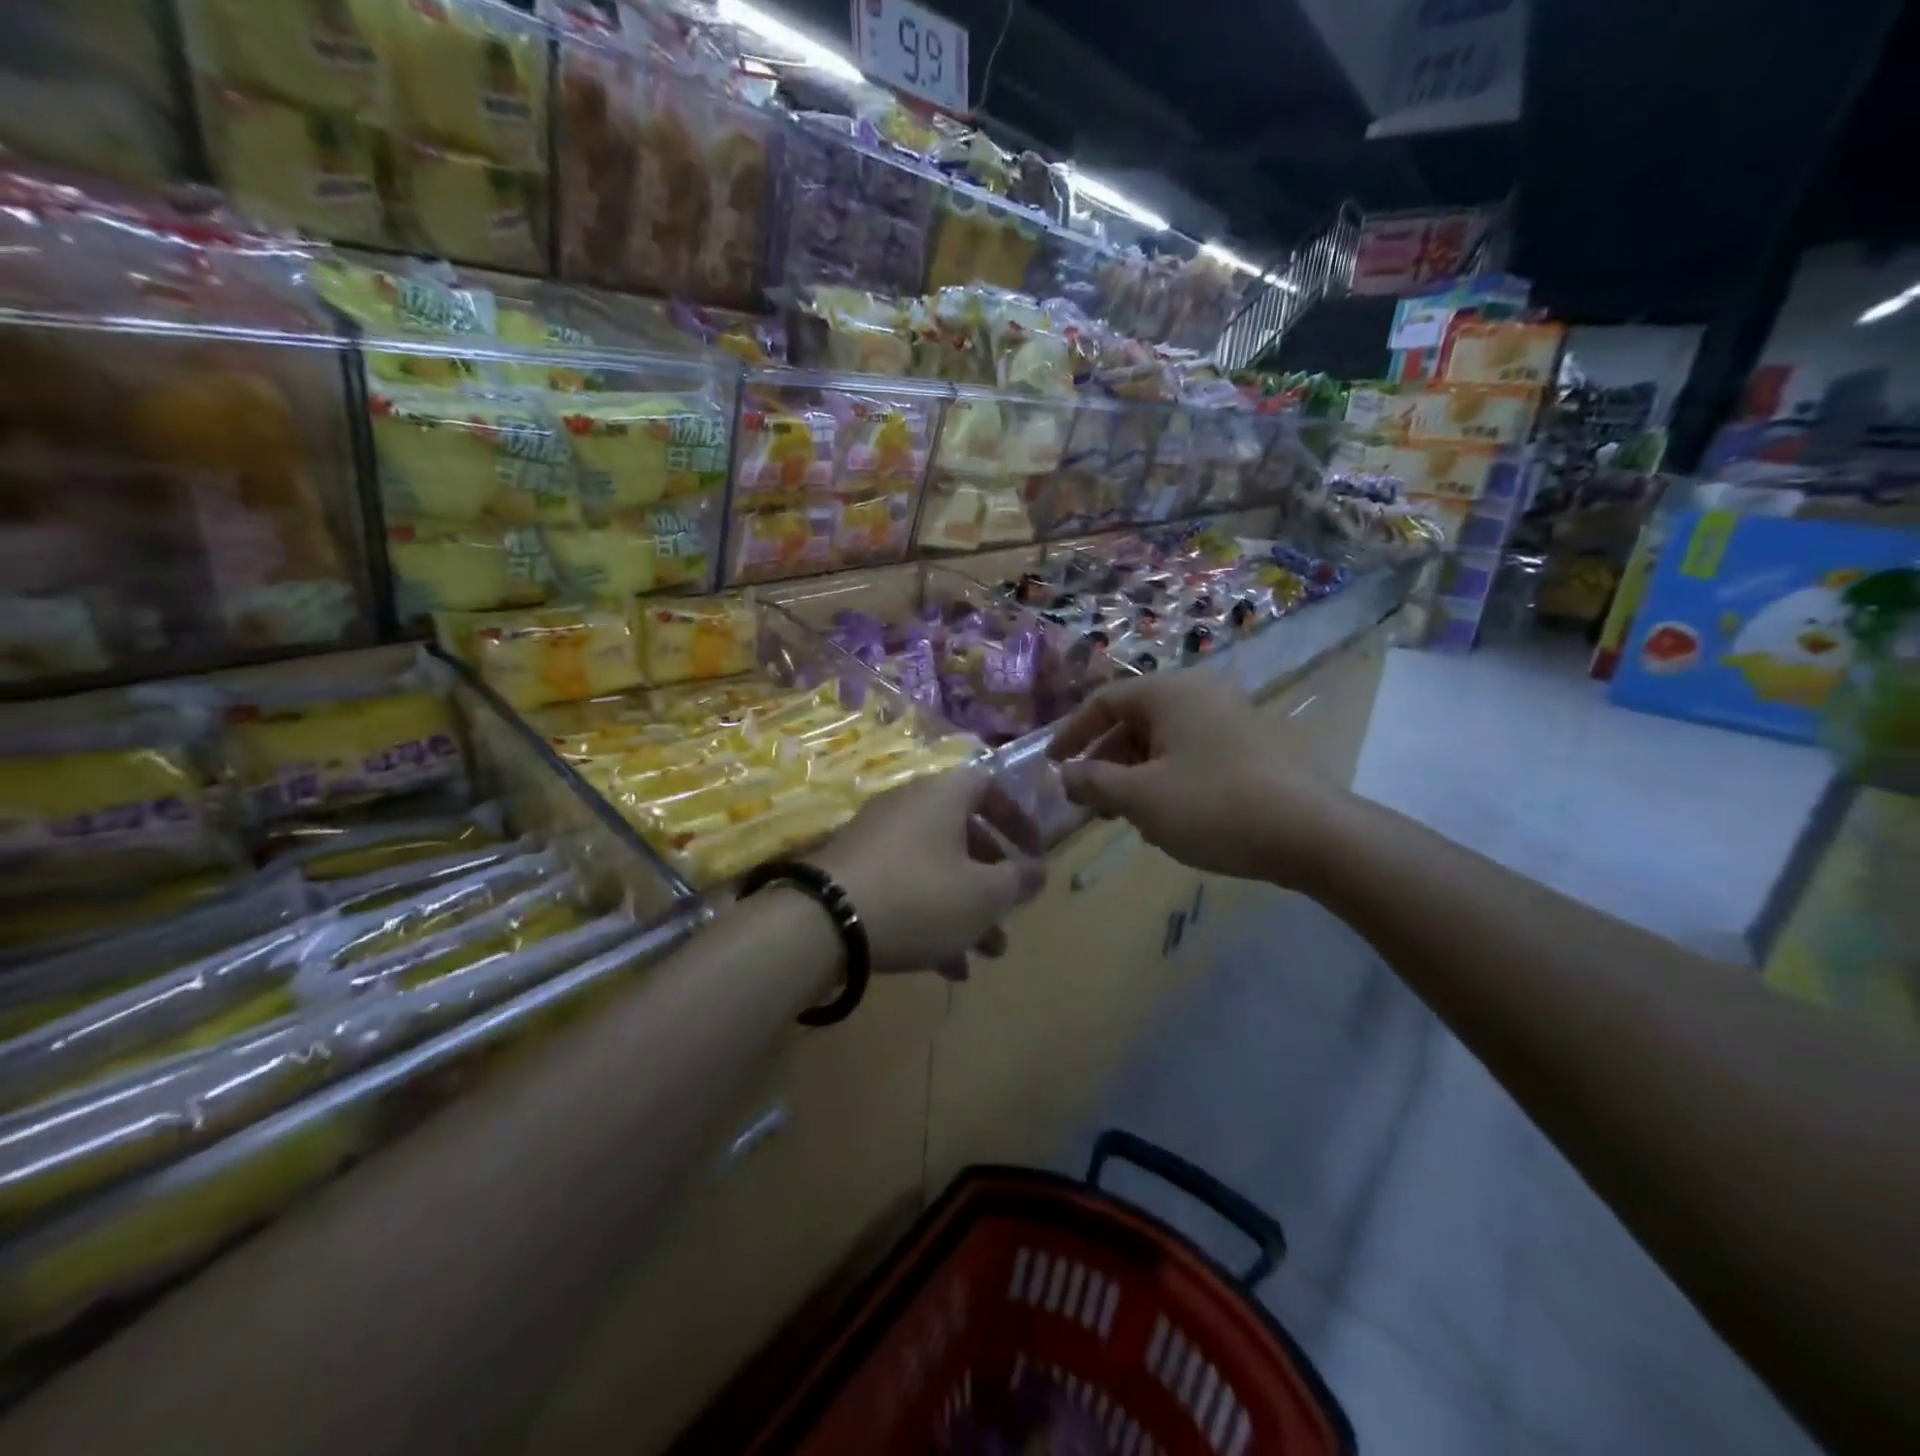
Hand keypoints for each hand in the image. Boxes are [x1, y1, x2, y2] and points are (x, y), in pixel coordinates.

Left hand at [813, 766, 1045, 979]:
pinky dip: (931, 918)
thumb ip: (1018, 879)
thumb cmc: (919, 896)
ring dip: (967, 908)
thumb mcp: (983, 894)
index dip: (1019, 817)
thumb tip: (1038, 870)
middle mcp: (910, 806)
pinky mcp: (856, 872)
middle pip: (964, 835)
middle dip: (993, 880)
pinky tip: (947, 967)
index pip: (990, 786)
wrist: (823, 922)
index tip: (1034, 852)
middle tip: (1011, 914)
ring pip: (937, 868)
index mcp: (943, 796)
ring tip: (988, 954)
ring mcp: (878, 840)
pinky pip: (906, 887)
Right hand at [1046, 672, 1342, 884]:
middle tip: (1090, 800)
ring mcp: (1232, 719)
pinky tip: (1170, 820)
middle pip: (1135, 721)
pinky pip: (1194, 755)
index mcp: (1170, 693)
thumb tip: (1066, 776)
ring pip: (1164, 742)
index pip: (1104, 702)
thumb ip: (1093, 782)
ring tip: (1127, 817)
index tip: (1052, 765)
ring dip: (1136, 776)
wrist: (1315, 835)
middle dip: (1105, 761)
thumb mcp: (1141, 798)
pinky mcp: (1253, 748)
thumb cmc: (1214, 807)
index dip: (1072, 733)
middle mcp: (1201, 694)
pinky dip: (1169, 780)